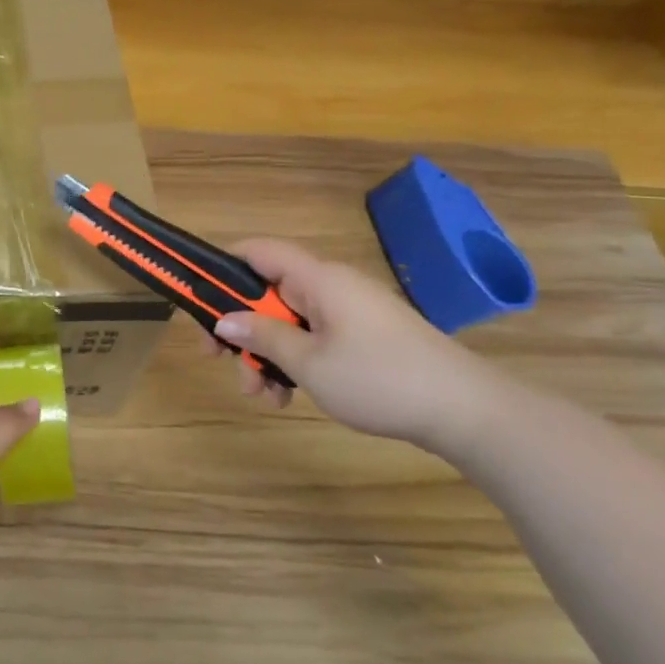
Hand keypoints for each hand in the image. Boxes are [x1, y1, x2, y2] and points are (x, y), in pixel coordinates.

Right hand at [205, 239, 516, 455]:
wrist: (467, 412)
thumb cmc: (380, 379)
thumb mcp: (309, 362)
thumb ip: (262, 336)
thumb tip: (224, 319)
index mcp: (318, 279)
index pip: (259, 251)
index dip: (223, 265)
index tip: (198, 296)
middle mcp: (331, 288)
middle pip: (269, 295)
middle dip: (243, 329)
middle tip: (221, 361)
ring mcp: (350, 313)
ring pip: (290, 323)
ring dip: (267, 354)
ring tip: (262, 395)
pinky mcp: (364, 338)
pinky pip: (315, 339)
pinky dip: (296, 362)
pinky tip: (289, 398)